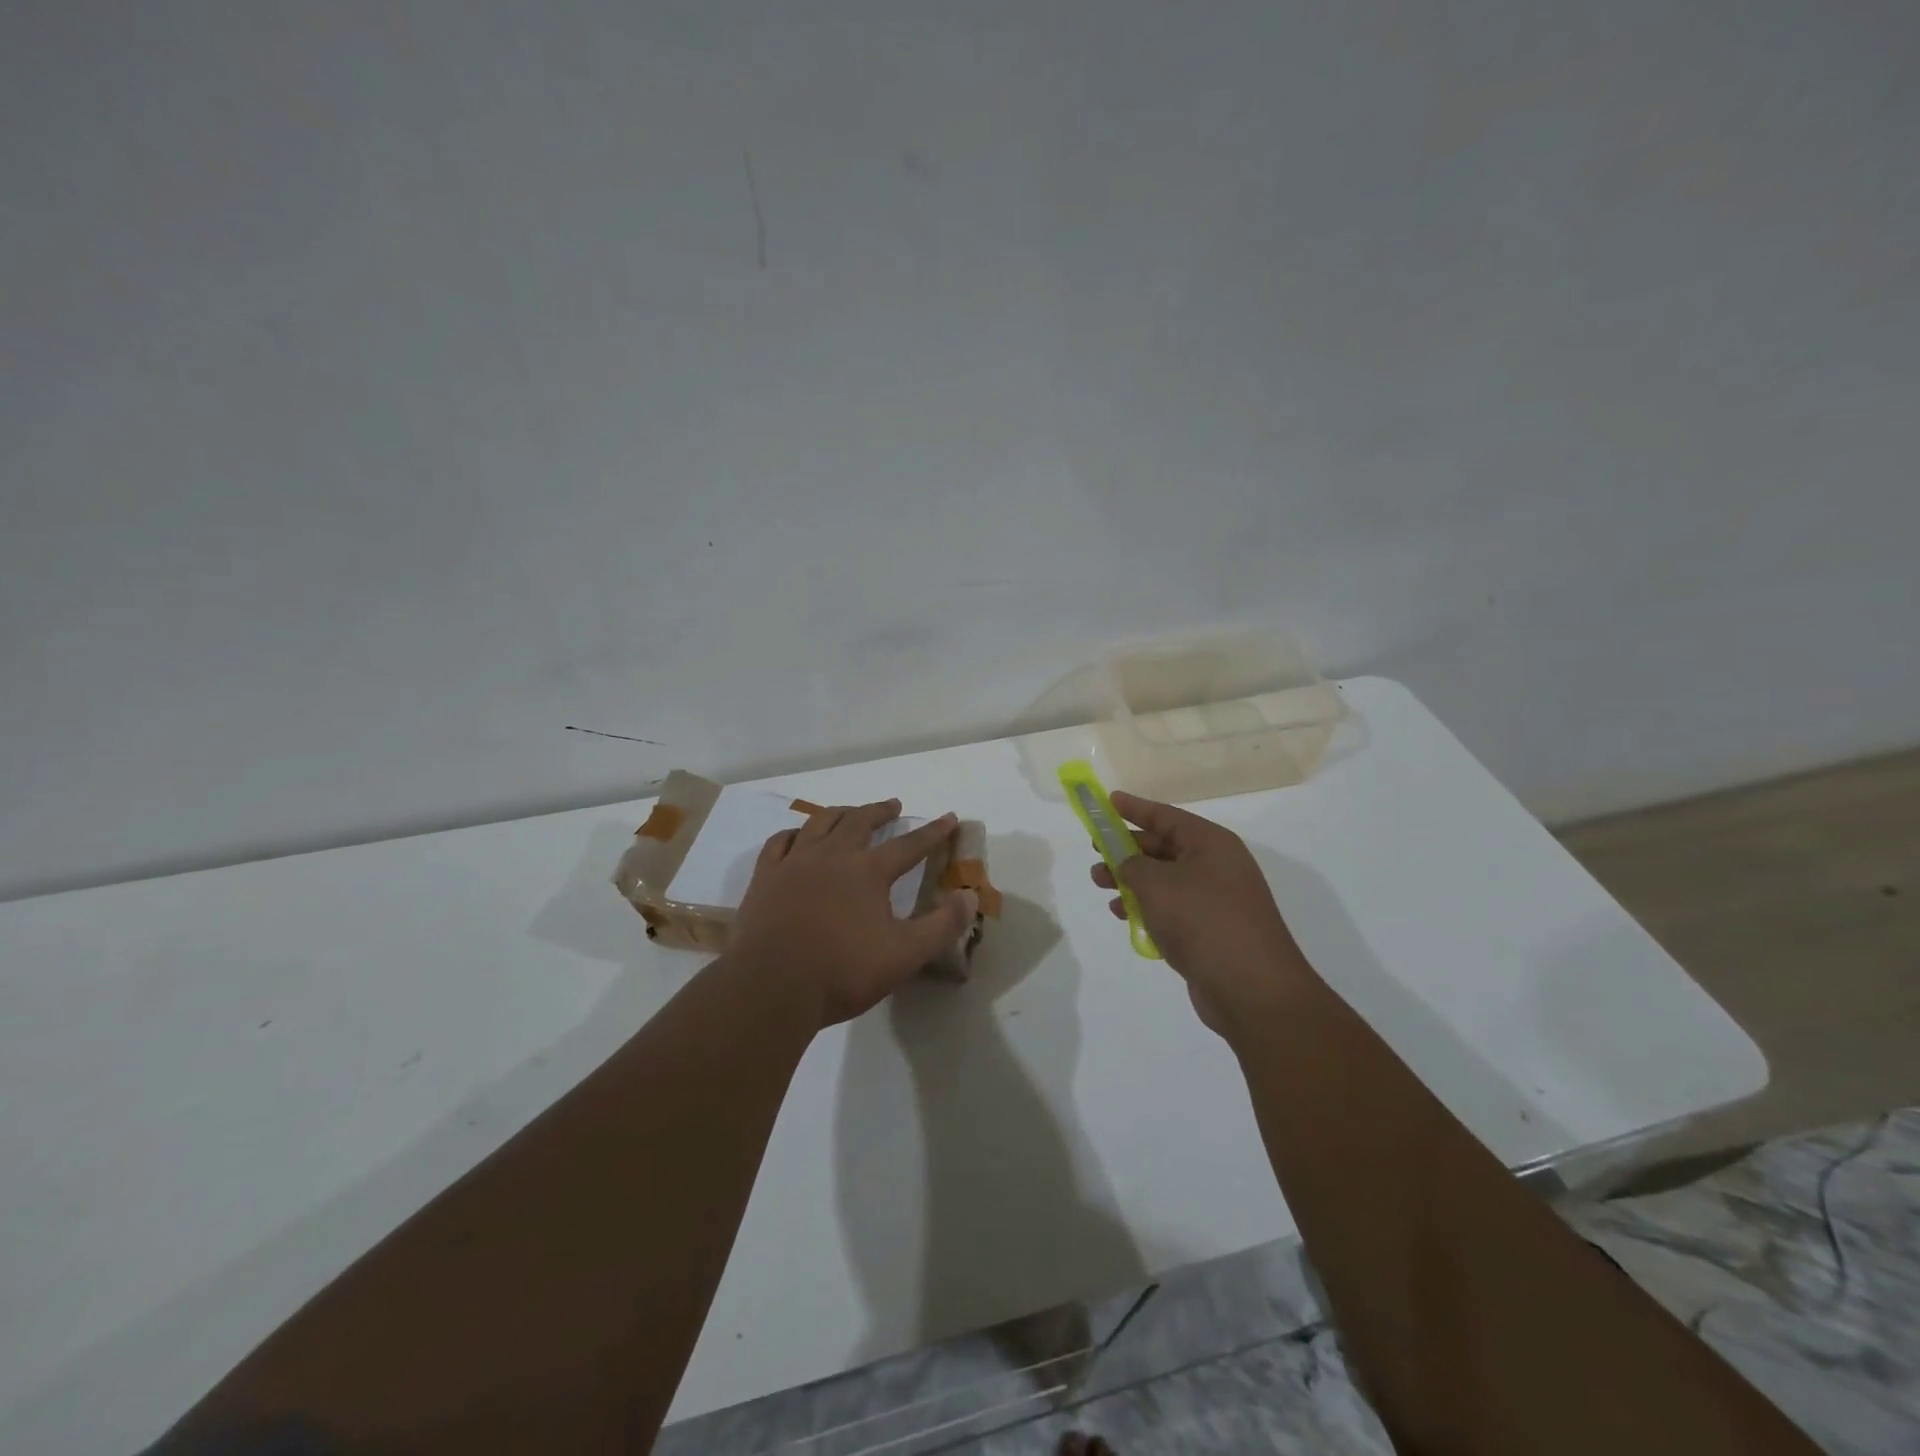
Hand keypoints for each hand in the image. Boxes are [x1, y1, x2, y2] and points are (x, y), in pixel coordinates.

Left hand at [731, 800, 978, 1027]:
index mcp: (868, 872)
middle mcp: (832, 856)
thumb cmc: (841, 973)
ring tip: (850, 813)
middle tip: (894, 806)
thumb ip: (942, 926)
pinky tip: (798, 837)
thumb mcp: (904, 955)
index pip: (909, 845)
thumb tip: (970, 896)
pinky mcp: (765, 878)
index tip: (949, 817)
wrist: (770, 989)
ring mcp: (794, 863)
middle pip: (860, 821)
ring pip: (820, 823)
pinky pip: (781, 842)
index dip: (933, 832)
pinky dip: (795, 833)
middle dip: (881, 811)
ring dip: (841, 813)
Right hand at [1089, 791, 1315, 1032]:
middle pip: (1164, 847)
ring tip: (1101, 886)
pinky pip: (1172, 908)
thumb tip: (1126, 862)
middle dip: (1127, 849)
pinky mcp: (1211, 930)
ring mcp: (1216, 900)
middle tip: (1095, 852)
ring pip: (1165, 879)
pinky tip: (1124, 914)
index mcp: (1211, 844)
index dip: (1134, 808)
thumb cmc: (1203, 921)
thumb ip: (1132, 864)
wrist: (1252, 990)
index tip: (1108, 801)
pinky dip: (1147, 907)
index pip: (1166, 816)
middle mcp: (1217, 866)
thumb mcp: (1157, 884)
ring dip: (1132, 880)